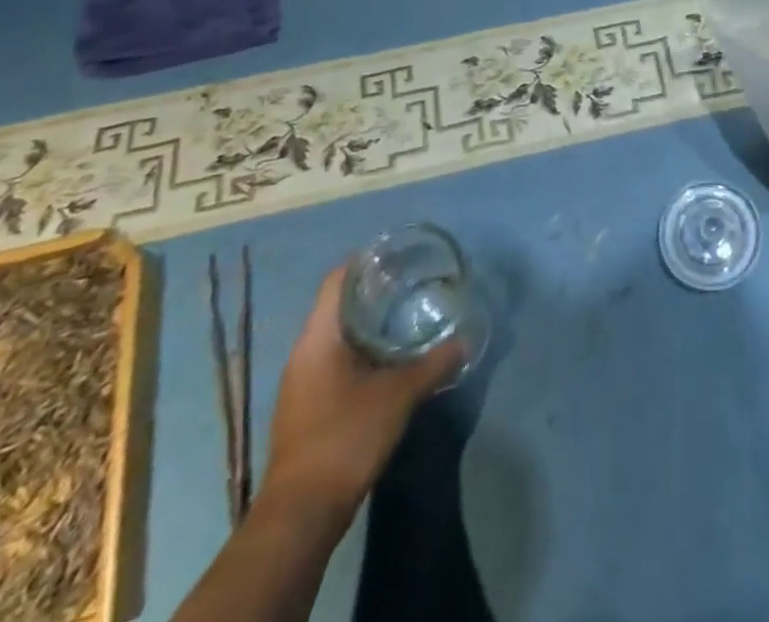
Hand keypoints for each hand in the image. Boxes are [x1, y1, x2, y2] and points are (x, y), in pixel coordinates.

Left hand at [260, 266, 463, 524]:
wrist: (301, 513)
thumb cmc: (346, 436)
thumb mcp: (399, 395)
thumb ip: (434, 364)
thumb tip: (466, 340)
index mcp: (319, 337)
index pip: (338, 279)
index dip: (366, 260)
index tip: (399, 255)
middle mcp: (305, 352)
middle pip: (338, 304)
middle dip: (374, 290)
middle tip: (414, 280)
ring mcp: (303, 381)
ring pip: (337, 334)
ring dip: (369, 322)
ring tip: (408, 313)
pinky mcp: (308, 406)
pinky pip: (335, 360)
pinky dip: (362, 349)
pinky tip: (390, 358)